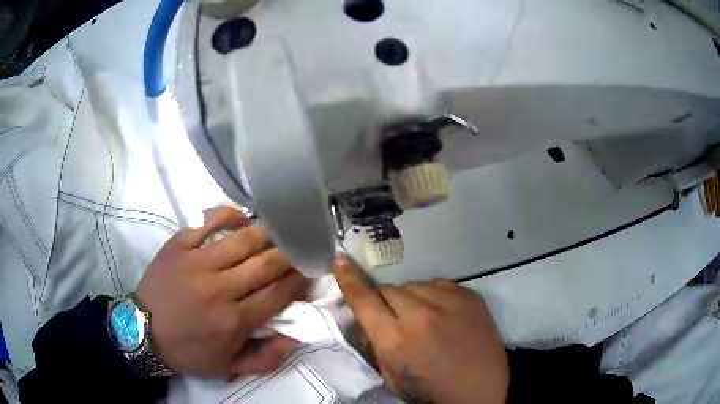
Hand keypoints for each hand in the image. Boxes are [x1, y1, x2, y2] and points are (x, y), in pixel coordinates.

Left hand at [135, 206, 309, 376]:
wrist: (143, 332)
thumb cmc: (189, 351)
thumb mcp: (230, 368)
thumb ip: (267, 358)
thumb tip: (296, 336)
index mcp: (234, 320)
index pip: (279, 293)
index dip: (299, 279)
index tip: (310, 270)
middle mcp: (220, 288)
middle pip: (267, 263)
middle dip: (290, 254)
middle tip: (300, 247)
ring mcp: (197, 262)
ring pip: (243, 239)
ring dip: (268, 233)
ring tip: (280, 230)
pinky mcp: (179, 245)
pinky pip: (209, 222)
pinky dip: (230, 215)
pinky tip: (243, 217)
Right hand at [332, 254, 508, 403]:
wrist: (479, 392)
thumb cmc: (429, 390)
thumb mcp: (390, 375)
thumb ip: (375, 343)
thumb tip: (366, 317)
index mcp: (395, 339)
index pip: (363, 299)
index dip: (349, 279)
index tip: (340, 261)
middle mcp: (420, 314)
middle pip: (389, 289)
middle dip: (385, 301)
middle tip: (395, 319)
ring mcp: (449, 302)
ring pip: (414, 284)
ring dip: (410, 298)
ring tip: (422, 318)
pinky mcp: (470, 296)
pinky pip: (439, 284)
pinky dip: (433, 296)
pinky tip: (441, 313)